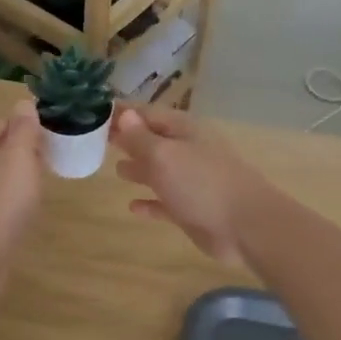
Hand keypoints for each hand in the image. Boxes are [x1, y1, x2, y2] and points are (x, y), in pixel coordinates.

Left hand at [0, 100, 45, 275]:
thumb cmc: (1, 200)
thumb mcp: (17, 156)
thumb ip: (22, 130)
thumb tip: (24, 102)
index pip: (4, 123)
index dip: (28, 122)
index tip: (57, 125)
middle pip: (3, 150)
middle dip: (27, 148)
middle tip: (59, 150)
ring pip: (4, 177)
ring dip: (24, 174)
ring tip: (51, 176)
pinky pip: (5, 202)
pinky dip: (19, 199)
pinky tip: (33, 206)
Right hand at [111, 105, 270, 265]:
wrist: (245, 226)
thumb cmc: (201, 183)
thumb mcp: (164, 155)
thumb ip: (140, 138)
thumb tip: (124, 115)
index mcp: (183, 131)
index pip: (147, 115)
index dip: (123, 114)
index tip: (95, 113)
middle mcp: (186, 152)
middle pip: (152, 142)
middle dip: (128, 141)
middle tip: (99, 141)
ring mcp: (191, 182)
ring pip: (159, 172)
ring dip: (139, 169)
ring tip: (116, 170)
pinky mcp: (191, 211)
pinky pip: (165, 203)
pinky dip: (150, 203)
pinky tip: (133, 207)